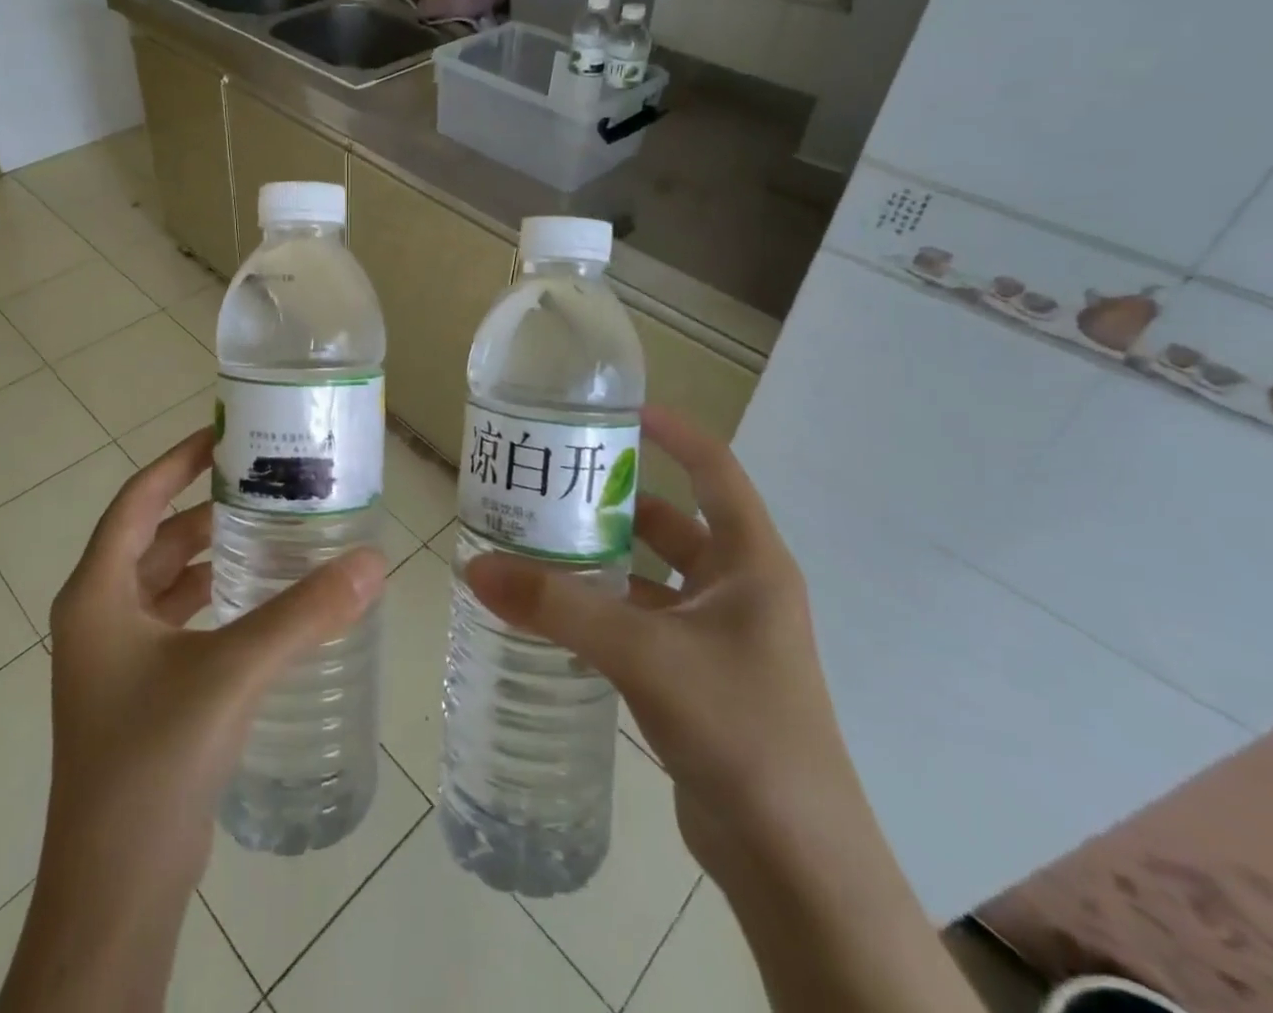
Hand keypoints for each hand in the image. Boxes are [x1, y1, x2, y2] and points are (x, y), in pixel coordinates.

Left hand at [1, 428, 385, 1011]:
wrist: (116, 890)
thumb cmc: (154, 761)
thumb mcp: (232, 673)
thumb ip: (304, 614)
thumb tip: (371, 561)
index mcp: (97, 593)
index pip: (138, 499)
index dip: (179, 460)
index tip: (226, 433)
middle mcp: (100, 615)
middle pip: (156, 536)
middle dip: (207, 506)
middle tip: (267, 479)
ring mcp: (117, 656)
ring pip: (169, 580)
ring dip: (214, 553)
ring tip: (273, 527)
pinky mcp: (141, 690)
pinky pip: (180, 618)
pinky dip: (216, 597)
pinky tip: (262, 597)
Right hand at [463, 404, 856, 880]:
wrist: (795, 862)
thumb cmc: (739, 727)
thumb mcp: (643, 653)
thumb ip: (558, 609)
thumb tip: (476, 566)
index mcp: (751, 561)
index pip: (714, 468)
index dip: (672, 432)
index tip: (618, 411)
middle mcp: (739, 589)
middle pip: (671, 521)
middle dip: (615, 501)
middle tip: (551, 485)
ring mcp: (719, 636)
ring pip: (651, 576)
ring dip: (603, 560)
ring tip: (537, 543)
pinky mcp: (698, 677)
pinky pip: (643, 622)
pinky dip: (604, 610)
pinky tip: (555, 615)